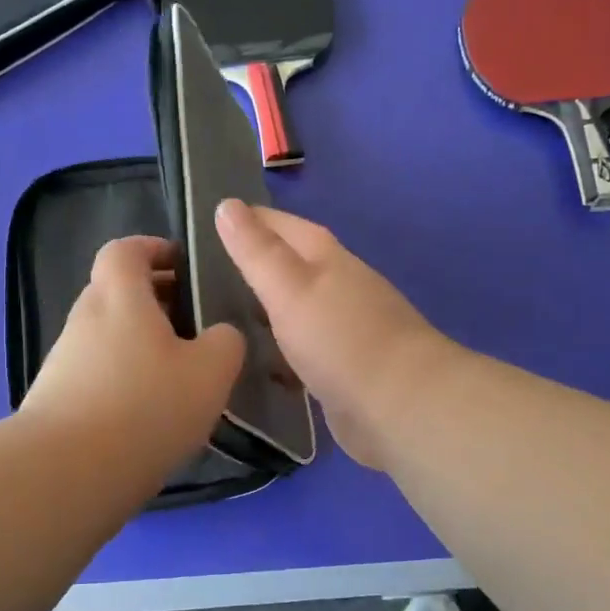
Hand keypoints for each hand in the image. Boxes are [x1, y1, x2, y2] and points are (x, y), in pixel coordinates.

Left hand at [20, 236, 244, 472]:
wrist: (68, 472)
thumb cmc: (146, 405)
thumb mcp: (210, 371)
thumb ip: (225, 342)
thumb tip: (219, 335)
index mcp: (119, 296)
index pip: (125, 249)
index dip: (153, 249)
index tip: (182, 265)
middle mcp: (84, 319)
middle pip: (116, 293)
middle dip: (154, 301)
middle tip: (193, 326)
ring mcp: (64, 361)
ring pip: (108, 336)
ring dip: (140, 345)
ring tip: (178, 377)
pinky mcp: (55, 400)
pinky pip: (97, 374)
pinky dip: (123, 380)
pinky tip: (149, 414)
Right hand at [215, 201, 455, 467]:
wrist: (401, 406)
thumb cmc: (340, 340)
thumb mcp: (289, 288)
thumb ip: (257, 251)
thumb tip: (227, 204)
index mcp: (329, 259)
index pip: (284, 226)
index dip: (252, 220)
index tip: (215, 219)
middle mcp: (341, 286)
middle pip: (295, 265)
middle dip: (258, 265)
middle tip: (209, 272)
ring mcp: (348, 328)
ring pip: (299, 308)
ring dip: (270, 309)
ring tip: (225, 316)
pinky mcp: (347, 368)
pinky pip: (305, 349)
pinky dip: (283, 349)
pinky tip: (260, 362)